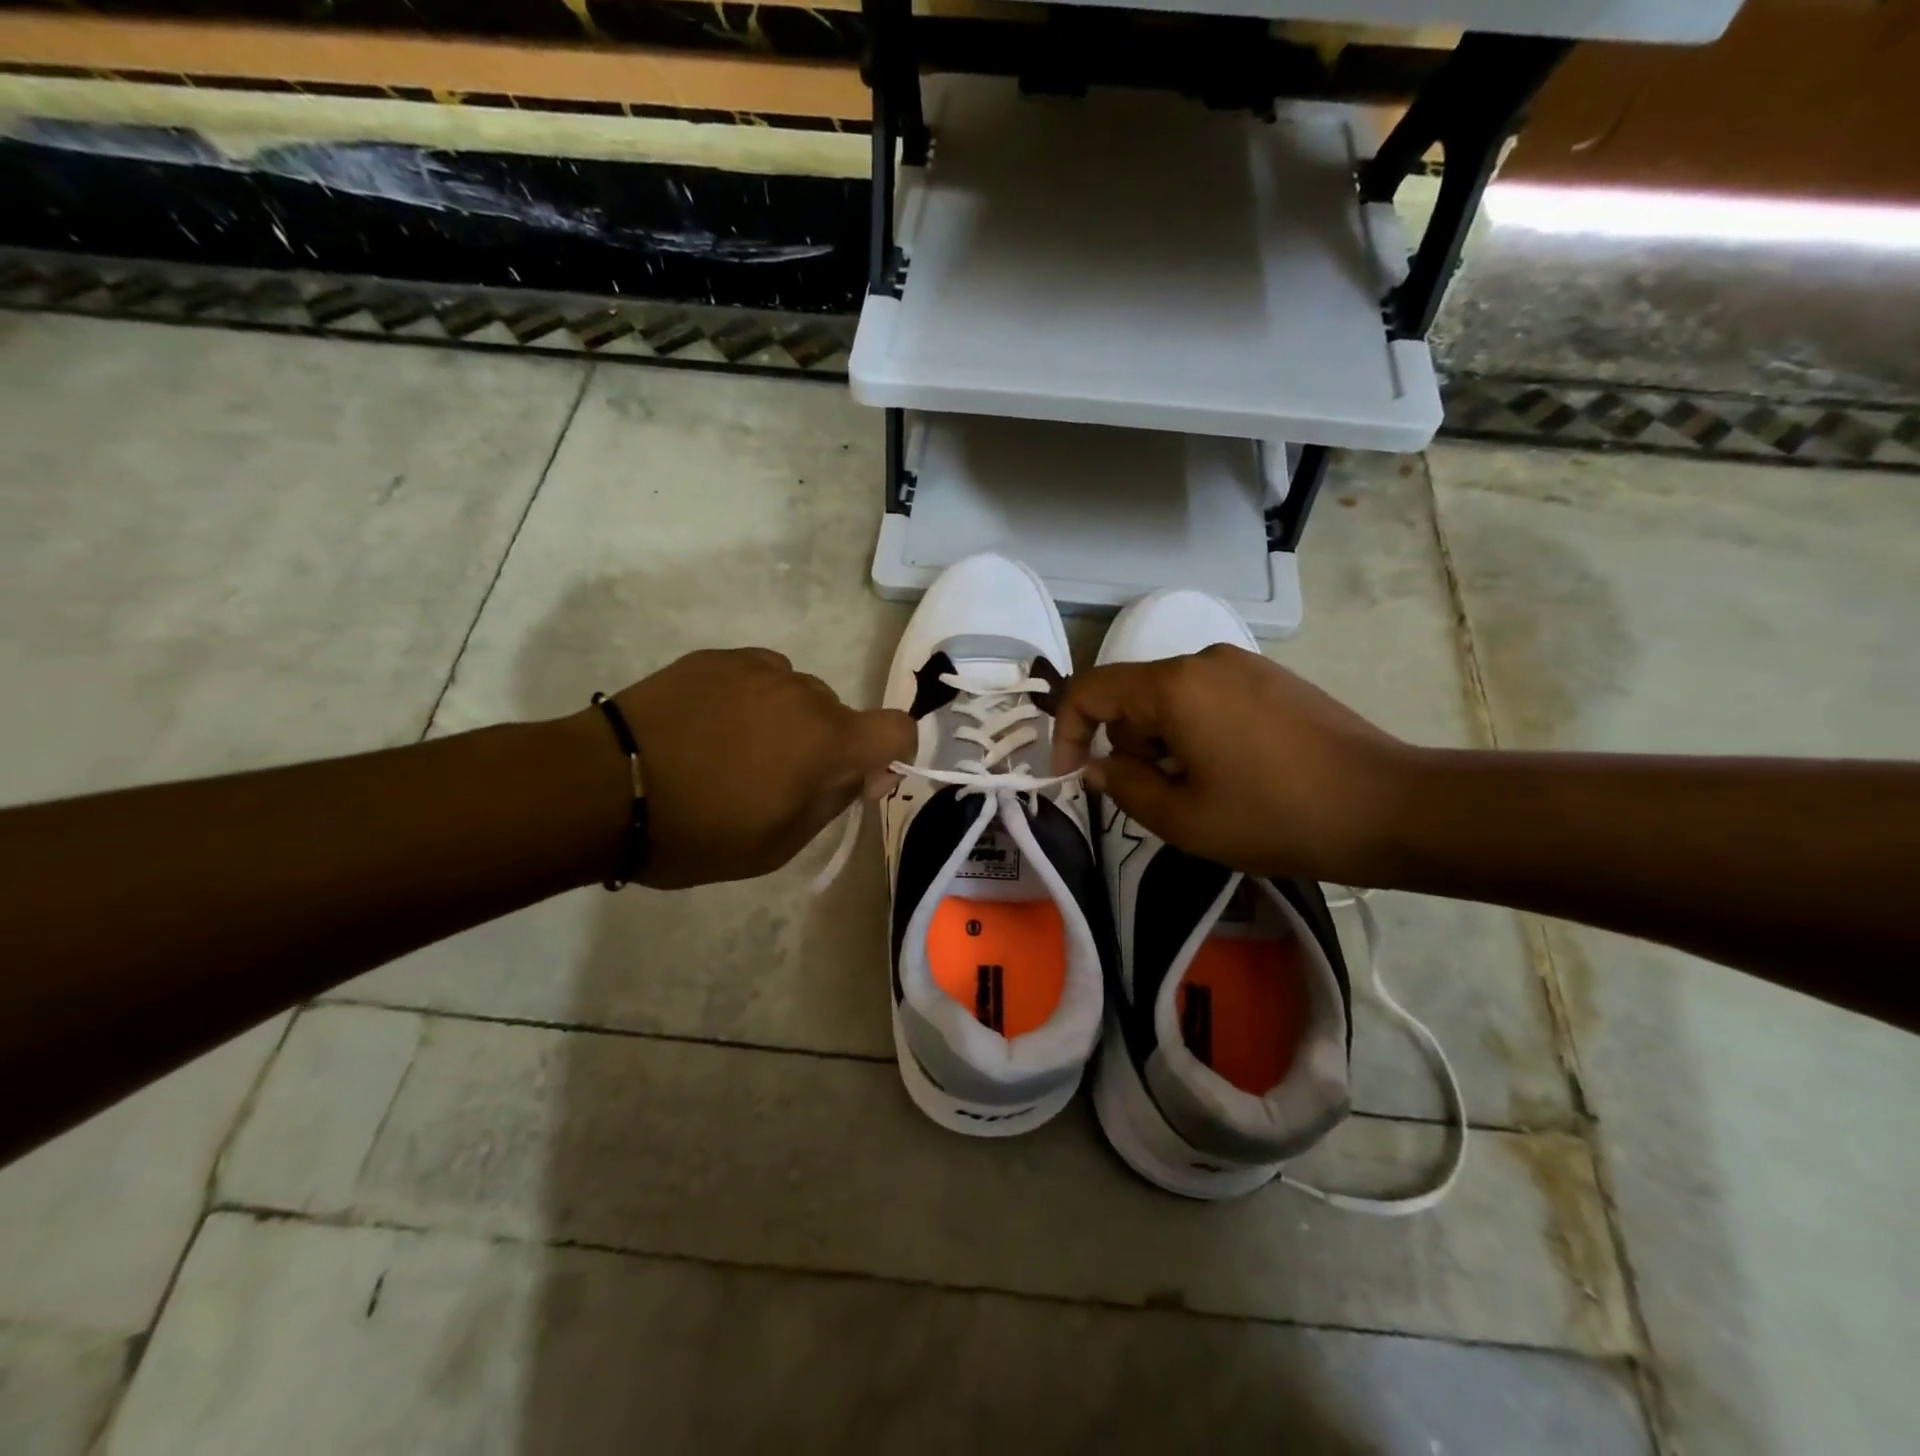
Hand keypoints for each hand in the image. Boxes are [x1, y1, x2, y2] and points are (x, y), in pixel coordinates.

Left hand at [610, 649, 912, 888]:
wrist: (602, 787)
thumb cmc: (697, 831)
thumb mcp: (777, 844)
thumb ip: (834, 802)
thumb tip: (866, 773)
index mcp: (827, 741)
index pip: (898, 729)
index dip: (893, 755)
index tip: (858, 781)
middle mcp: (804, 693)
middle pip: (842, 716)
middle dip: (827, 747)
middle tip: (777, 781)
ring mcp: (758, 668)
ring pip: (799, 694)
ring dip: (788, 721)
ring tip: (734, 751)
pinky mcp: (717, 658)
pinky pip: (760, 676)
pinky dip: (752, 700)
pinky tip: (711, 726)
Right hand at [1052, 645, 1413, 884]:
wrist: (1390, 807)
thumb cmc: (1275, 816)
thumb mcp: (1183, 818)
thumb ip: (1123, 786)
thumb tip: (1098, 766)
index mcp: (1174, 686)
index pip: (1090, 690)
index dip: (1066, 732)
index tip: (1072, 777)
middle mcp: (1204, 659)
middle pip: (1133, 697)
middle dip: (1129, 747)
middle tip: (1160, 799)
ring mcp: (1244, 665)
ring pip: (1171, 701)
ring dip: (1165, 744)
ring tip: (1204, 792)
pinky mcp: (1273, 680)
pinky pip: (1209, 699)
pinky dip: (1198, 733)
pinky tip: (1237, 773)